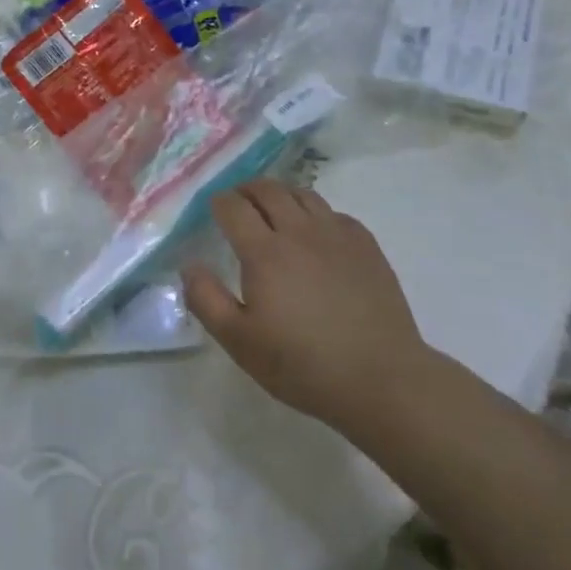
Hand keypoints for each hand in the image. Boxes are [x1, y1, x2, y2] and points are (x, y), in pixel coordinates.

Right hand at [183, 181, 427, 430]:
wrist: (380, 379)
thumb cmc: (301, 364)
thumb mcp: (239, 342)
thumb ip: (206, 299)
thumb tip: (190, 266)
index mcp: (264, 252)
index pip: (233, 207)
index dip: (218, 202)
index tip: (212, 209)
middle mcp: (299, 232)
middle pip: (268, 190)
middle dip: (246, 190)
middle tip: (238, 202)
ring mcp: (337, 235)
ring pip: (303, 194)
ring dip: (281, 195)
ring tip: (274, 211)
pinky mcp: (366, 246)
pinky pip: (334, 213)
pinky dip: (316, 214)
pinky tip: (315, 235)